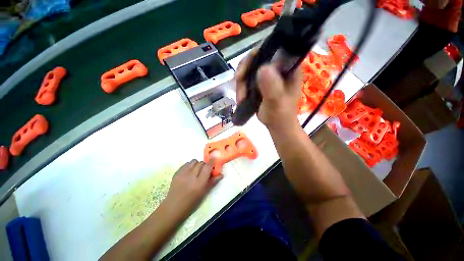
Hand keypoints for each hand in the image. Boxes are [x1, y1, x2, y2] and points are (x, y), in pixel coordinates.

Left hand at [164, 160, 221, 217]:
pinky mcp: (177, 172)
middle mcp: (191, 176)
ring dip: (197, 164)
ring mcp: (183, 173)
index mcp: (199, 183)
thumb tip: (221, 174)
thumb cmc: (191, 202)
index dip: (211, 162)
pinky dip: (190, 165)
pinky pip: (186, 163)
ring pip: (194, 161)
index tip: (213, 161)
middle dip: (205, 165)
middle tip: (204, 171)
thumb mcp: (204, 193)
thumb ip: (213, 181)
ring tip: (196, 170)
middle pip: (201, 163)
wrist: (173, 206)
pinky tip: (189, 172)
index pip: (207, 166)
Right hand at [235, 53, 302, 130]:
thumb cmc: (280, 115)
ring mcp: (268, 75)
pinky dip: (241, 86)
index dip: (257, 53)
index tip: (246, 66)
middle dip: (244, 70)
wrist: (276, 125)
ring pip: (249, 68)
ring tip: (240, 98)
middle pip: (257, 58)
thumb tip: (263, 68)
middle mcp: (278, 67)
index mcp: (288, 67)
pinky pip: (247, 78)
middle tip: (238, 82)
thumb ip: (272, 87)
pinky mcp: (260, 82)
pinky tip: (240, 96)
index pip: (273, 49)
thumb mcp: (277, 102)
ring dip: (241, 82)